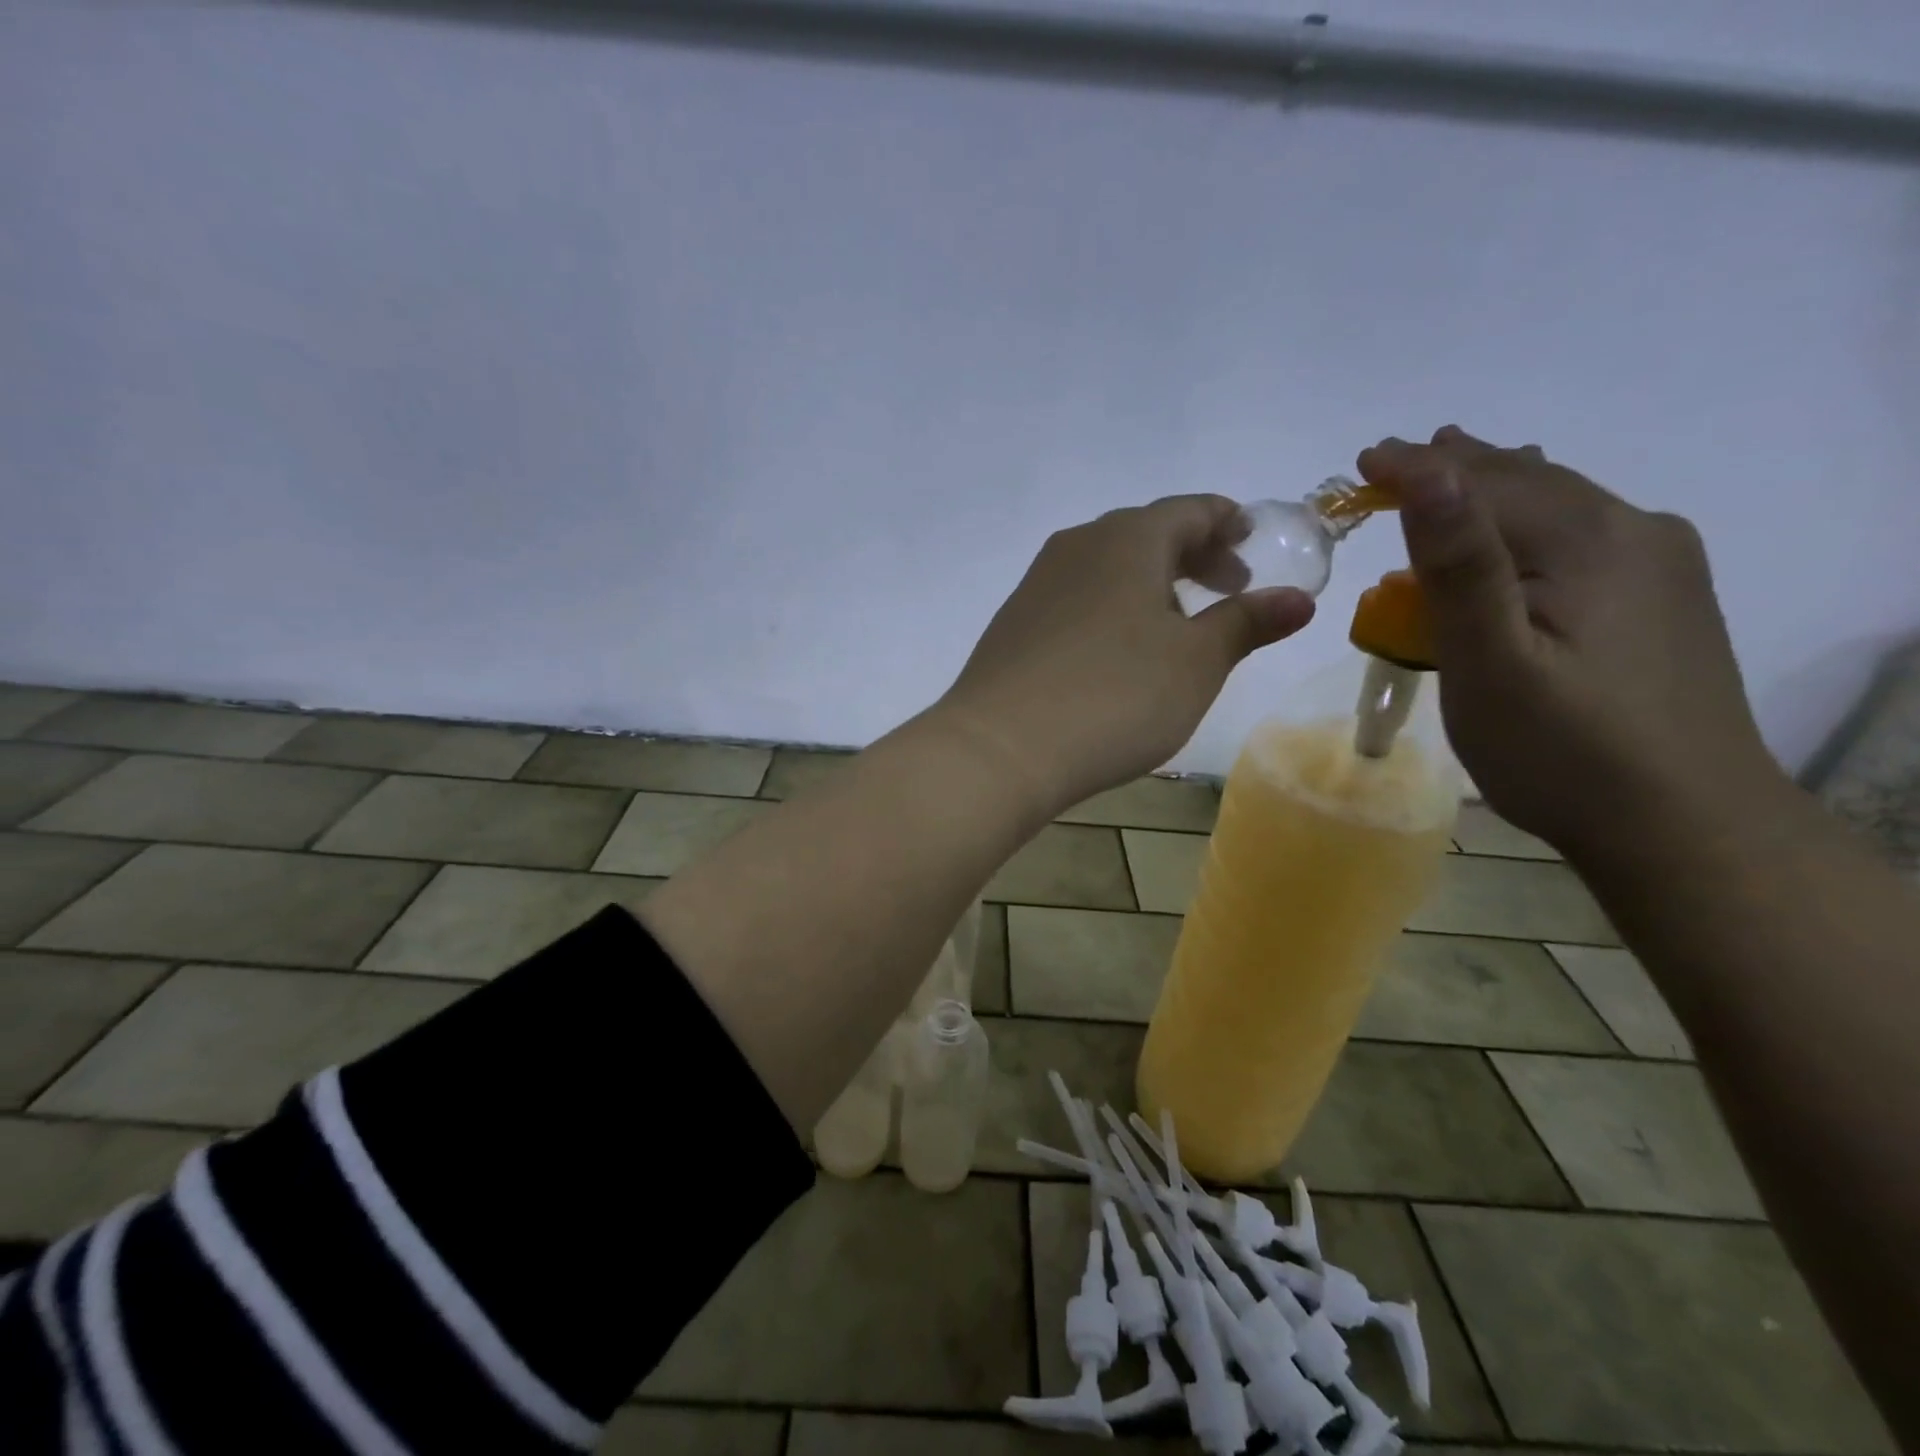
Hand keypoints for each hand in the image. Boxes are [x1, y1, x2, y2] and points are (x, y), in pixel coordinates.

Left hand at [938, 495, 1314, 815]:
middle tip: (1228, 587)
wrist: (1000, 748)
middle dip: (1193, 555)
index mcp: (1127, 539)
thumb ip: (1246, 623)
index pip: (1190, 510)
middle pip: (1146, 533)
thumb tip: (1297, 598)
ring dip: (1150, 584)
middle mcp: (1077, 546)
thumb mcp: (1196, 663)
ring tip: (1177, 626)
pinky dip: (1110, 608)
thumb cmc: (1115, 696)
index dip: (1228, 522)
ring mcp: (1037, 584)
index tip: (1253, 542)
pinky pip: (1076, 598)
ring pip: (1107, 566)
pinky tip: (1116, 653)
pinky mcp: (1013, 623)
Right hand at [1358, 427, 1780, 858]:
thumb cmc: (1562, 750)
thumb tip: (1429, 471)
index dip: (1417, 468)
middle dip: (1456, 468)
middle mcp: (1634, 533)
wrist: (1686, 826)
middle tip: (1397, 456)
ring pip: (1561, 506)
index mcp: (1586, 542)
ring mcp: (1660, 566)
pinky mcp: (1664, 601)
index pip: (1483, 483)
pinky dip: (1531, 522)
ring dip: (1497, 490)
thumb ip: (1459, 566)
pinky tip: (1523, 532)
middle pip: (1528, 483)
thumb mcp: (1490, 662)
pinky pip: (1583, 536)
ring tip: (1457, 472)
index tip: (1361, 460)